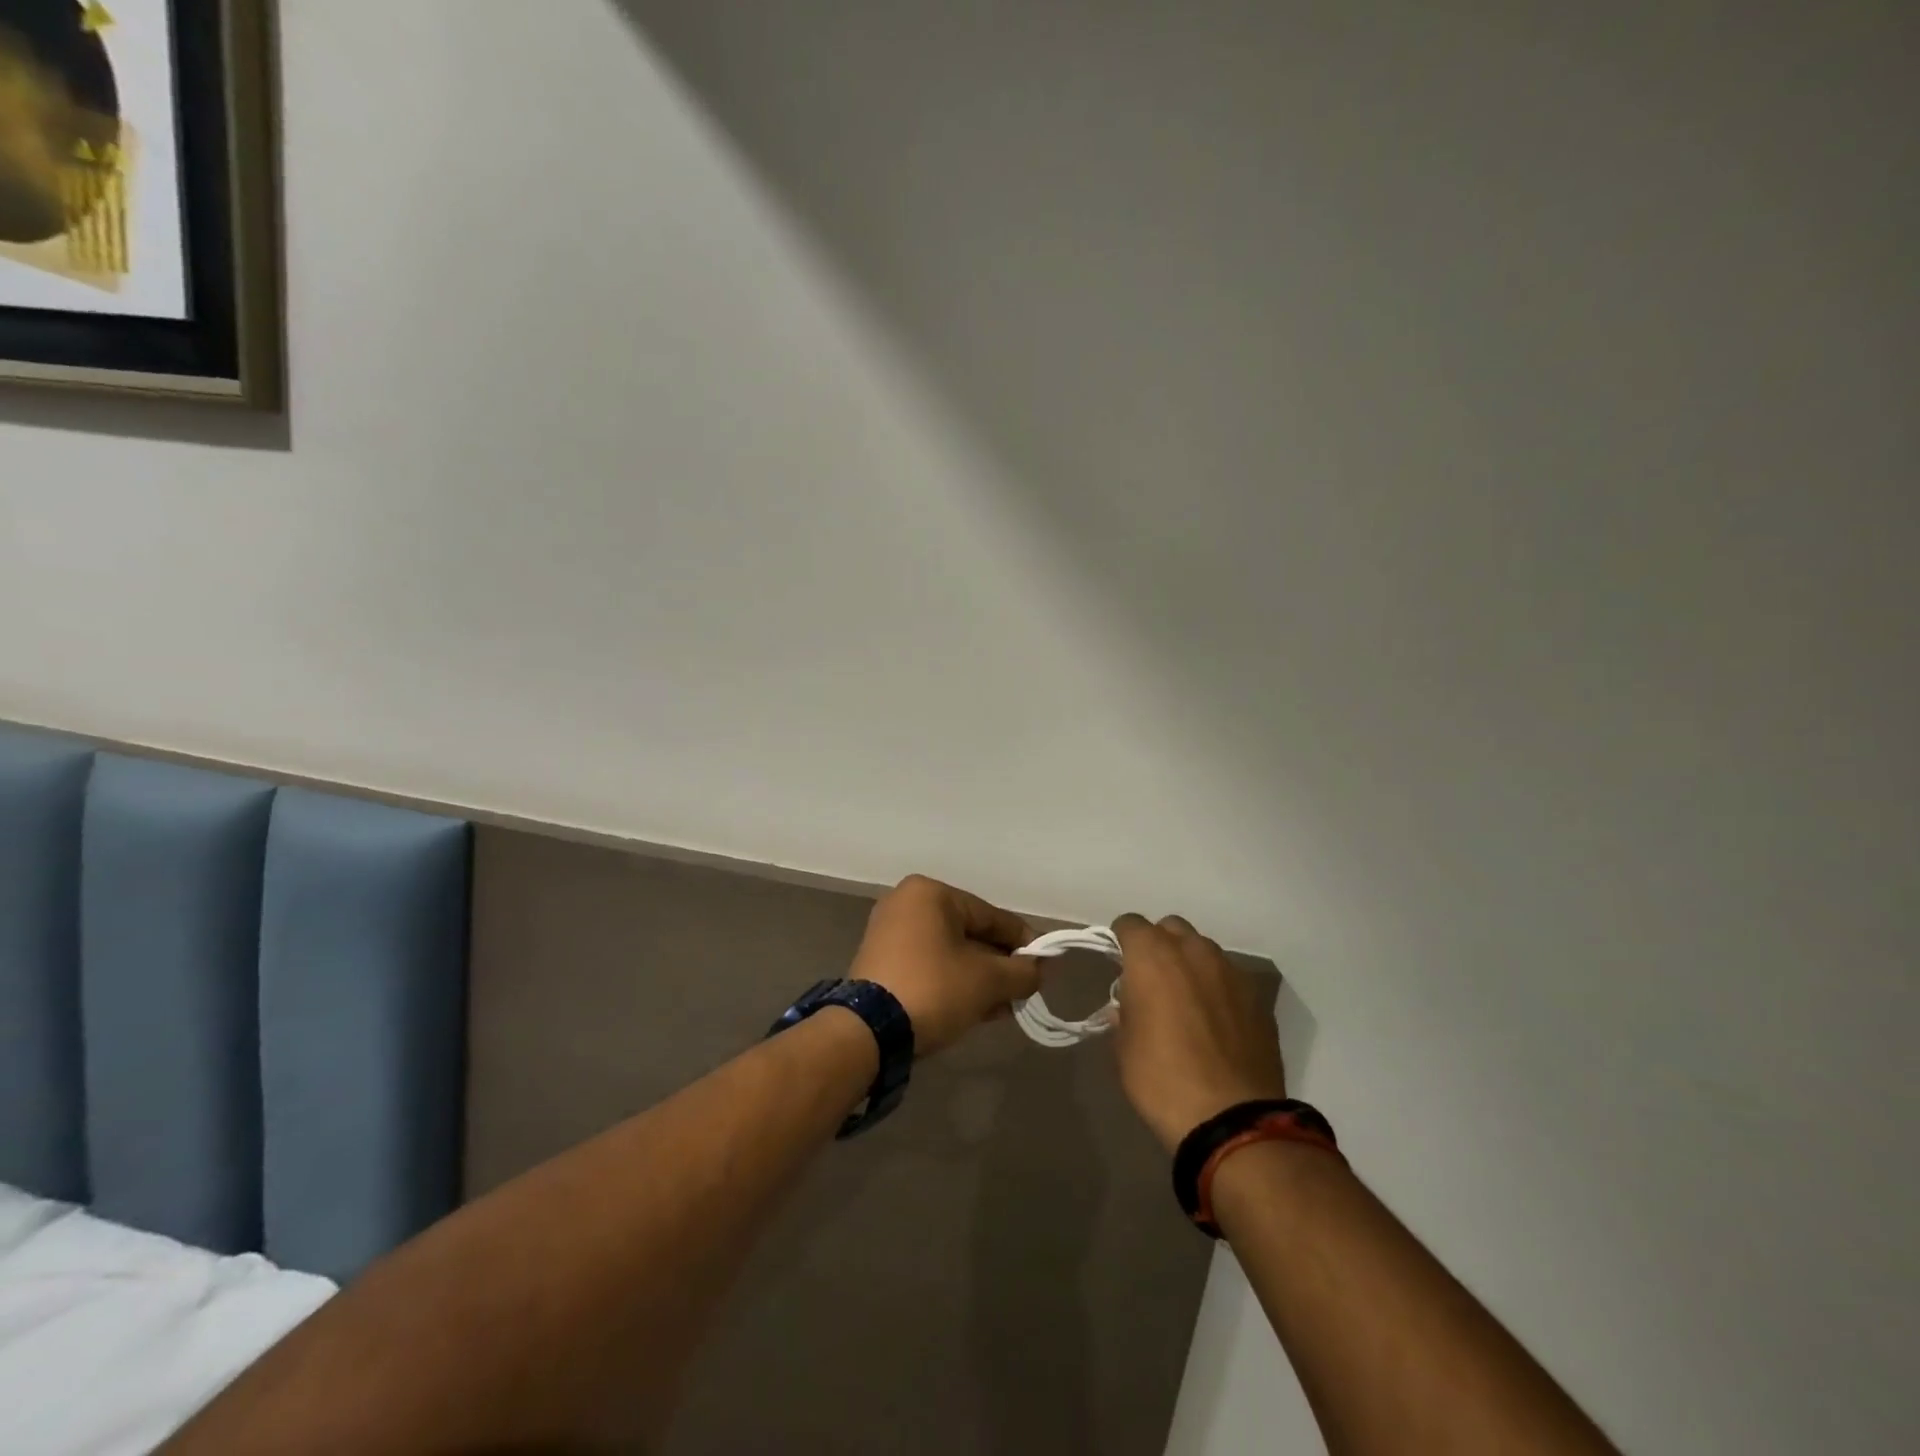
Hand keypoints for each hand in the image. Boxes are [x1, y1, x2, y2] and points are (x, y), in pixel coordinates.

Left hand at [849, 876, 1040, 1056]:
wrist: (868, 1032)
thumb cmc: (934, 988)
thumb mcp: (988, 981)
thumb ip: (1022, 971)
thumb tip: (1040, 968)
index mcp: (930, 893)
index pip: (990, 915)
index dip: (1022, 942)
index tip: (1044, 965)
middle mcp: (906, 904)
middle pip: (969, 934)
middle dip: (998, 965)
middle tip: (1023, 991)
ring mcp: (888, 933)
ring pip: (949, 953)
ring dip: (978, 979)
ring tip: (1003, 1007)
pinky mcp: (879, 963)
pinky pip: (928, 966)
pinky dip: (952, 983)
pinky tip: (975, 1009)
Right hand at [1110, 914, 1286, 1152]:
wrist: (1233, 1120)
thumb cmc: (1162, 1080)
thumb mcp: (1124, 1049)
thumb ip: (1123, 1014)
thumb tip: (1127, 1004)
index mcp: (1152, 956)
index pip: (1130, 924)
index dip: (1121, 940)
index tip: (1119, 964)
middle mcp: (1193, 951)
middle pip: (1171, 928)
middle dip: (1159, 945)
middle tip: (1152, 980)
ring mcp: (1231, 971)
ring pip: (1204, 950)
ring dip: (1190, 964)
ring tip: (1186, 1000)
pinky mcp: (1258, 997)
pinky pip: (1229, 978)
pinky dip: (1217, 988)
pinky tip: (1215, 1021)